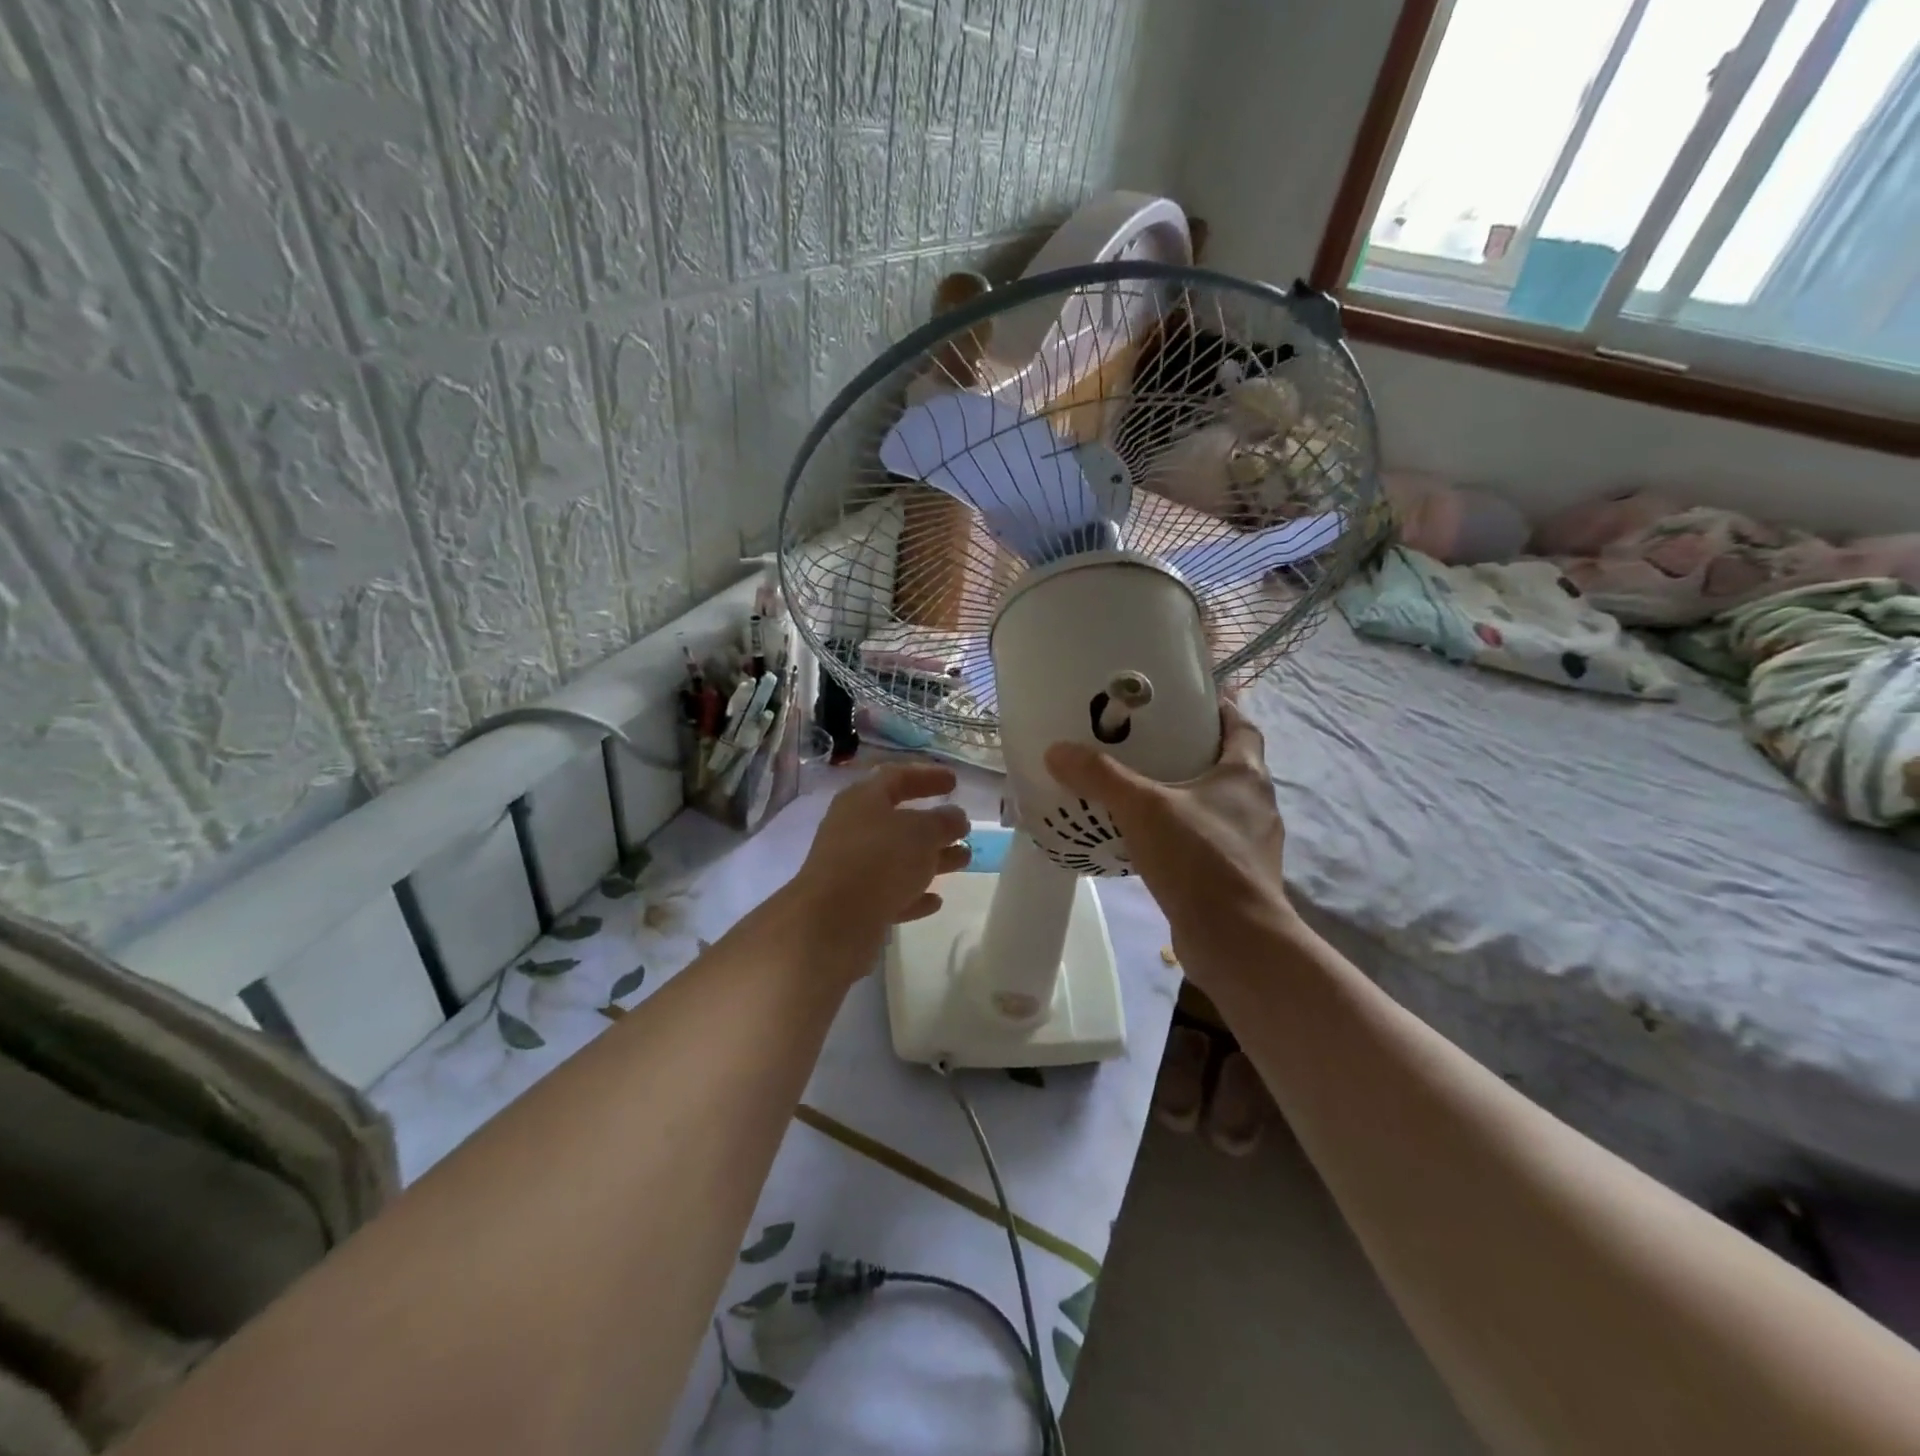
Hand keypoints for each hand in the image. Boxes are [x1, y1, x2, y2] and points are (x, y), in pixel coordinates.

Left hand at [785, 763, 972, 963]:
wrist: (832, 922)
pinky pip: (889, 892)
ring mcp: (850, 867)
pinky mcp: (853, 903)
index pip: (897, 777)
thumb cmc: (880, 860)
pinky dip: (913, 893)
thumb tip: (955, 817)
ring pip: (897, 858)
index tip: (955, 782)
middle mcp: (852, 828)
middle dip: (934, 825)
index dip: (927, 776)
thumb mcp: (923, 833)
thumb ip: (944, 821)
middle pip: (898, 820)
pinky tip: (936, 901)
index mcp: (863, 799)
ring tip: (964, 860)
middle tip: (963, 828)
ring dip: (931, 858)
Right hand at [1044, 700, 1296, 973]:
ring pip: (1216, 806)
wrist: (1235, 940)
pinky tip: (1149, 841)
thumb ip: (1100, 776)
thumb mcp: (1142, 808)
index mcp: (1246, 774)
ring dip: (1186, 796)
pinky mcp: (1236, 876)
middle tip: (1148, 743)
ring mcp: (1250, 844)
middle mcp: (1257, 804)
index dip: (1218, 708)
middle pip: (1227, 764)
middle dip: (1193, 751)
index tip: (1185, 700)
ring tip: (1141, 791)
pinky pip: (1207, 841)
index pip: (1240, 725)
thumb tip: (1057, 750)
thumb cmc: (1198, 858)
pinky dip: (1182, 834)